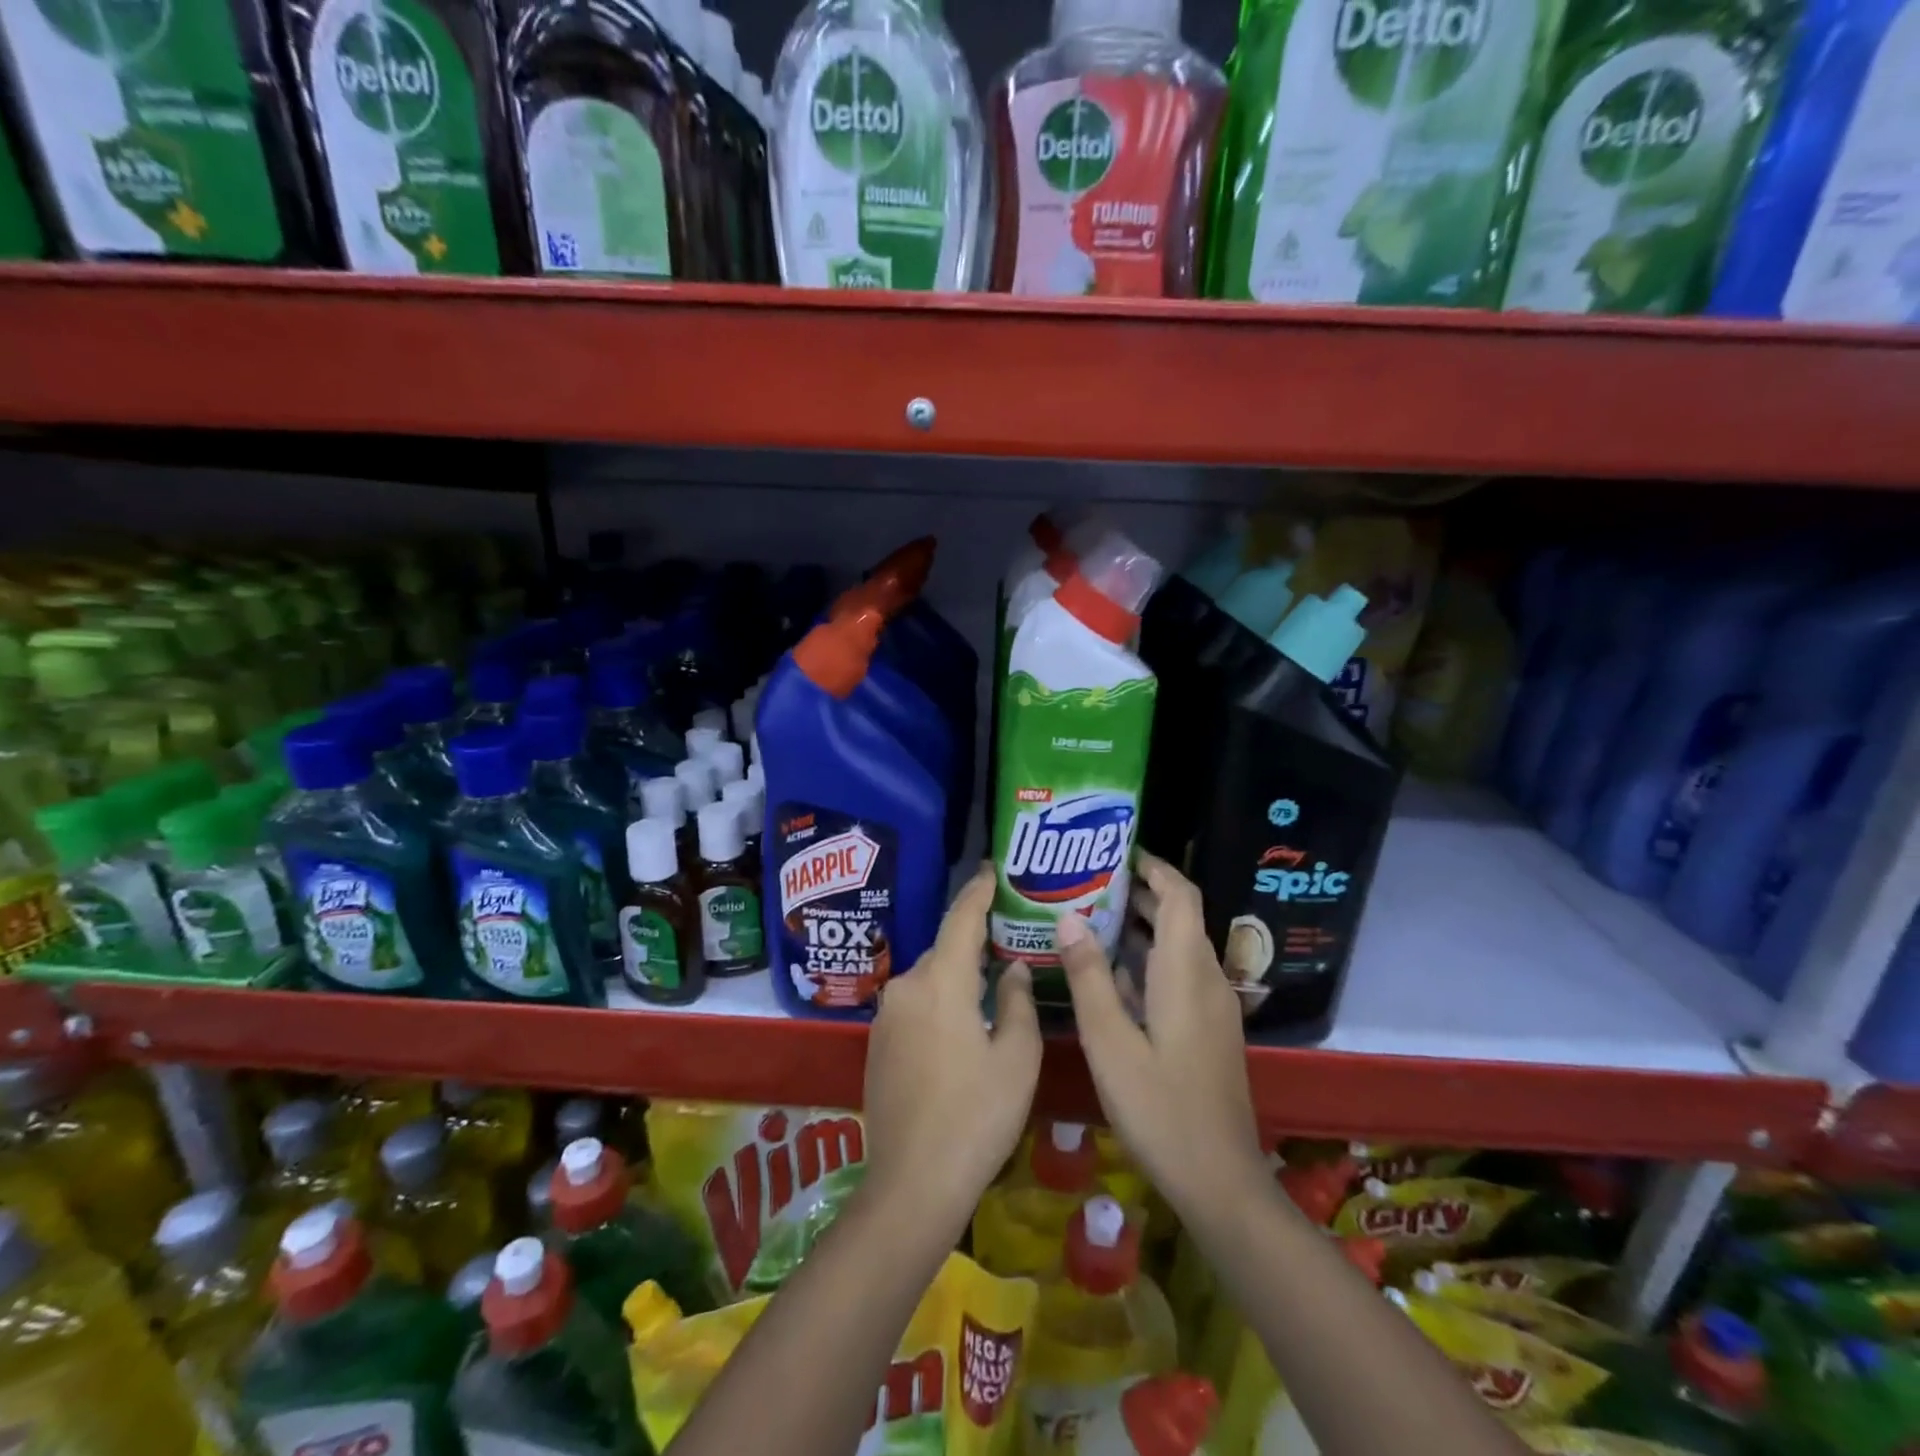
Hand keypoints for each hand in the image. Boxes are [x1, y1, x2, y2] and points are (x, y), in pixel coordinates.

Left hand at [862, 865, 1041, 1233]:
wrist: (912, 1184)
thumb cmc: (976, 1117)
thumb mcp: (1016, 1059)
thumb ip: (1018, 1002)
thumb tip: (1014, 970)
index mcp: (940, 982)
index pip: (961, 920)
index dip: (979, 892)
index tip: (992, 870)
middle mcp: (905, 987)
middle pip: (944, 951)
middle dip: (973, 944)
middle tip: (1008, 943)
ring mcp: (885, 1016)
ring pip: (929, 980)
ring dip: (955, 978)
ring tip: (989, 988)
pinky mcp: (876, 1044)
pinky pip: (914, 1006)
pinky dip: (938, 1003)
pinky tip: (960, 1029)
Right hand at [1057, 852, 1263, 1214]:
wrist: (1220, 1181)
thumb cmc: (1161, 1108)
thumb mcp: (1110, 1042)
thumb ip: (1089, 976)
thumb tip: (1068, 917)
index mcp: (1186, 971)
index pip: (1180, 895)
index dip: (1153, 867)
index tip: (1116, 851)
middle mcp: (1206, 978)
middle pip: (1178, 917)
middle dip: (1138, 893)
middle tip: (1086, 882)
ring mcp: (1211, 1006)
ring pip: (1177, 947)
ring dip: (1139, 928)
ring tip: (1088, 918)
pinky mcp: (1207, 1030)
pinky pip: (1177, 975)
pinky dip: (1146, 961)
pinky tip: (1108, 974)